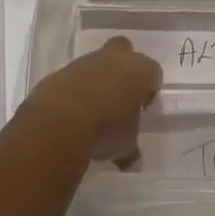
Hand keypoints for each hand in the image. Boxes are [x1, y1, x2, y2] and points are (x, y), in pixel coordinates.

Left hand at [25, 38, 161, 165]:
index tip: (143, 109)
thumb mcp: (125, 145)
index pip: (153, 72)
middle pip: (125, 51)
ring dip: (98, 80)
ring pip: (97, 63)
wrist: (62, 120)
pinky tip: (73, 112)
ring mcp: (86, 61)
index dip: (150, 89)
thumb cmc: (107, 128)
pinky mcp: (62, 71)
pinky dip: (76, 89)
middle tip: (121, 95)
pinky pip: (74, 77)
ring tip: (94, 110)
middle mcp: (114, 58)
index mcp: (139, 70)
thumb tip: (134, 164)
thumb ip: (130, 151)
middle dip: (124, 68)